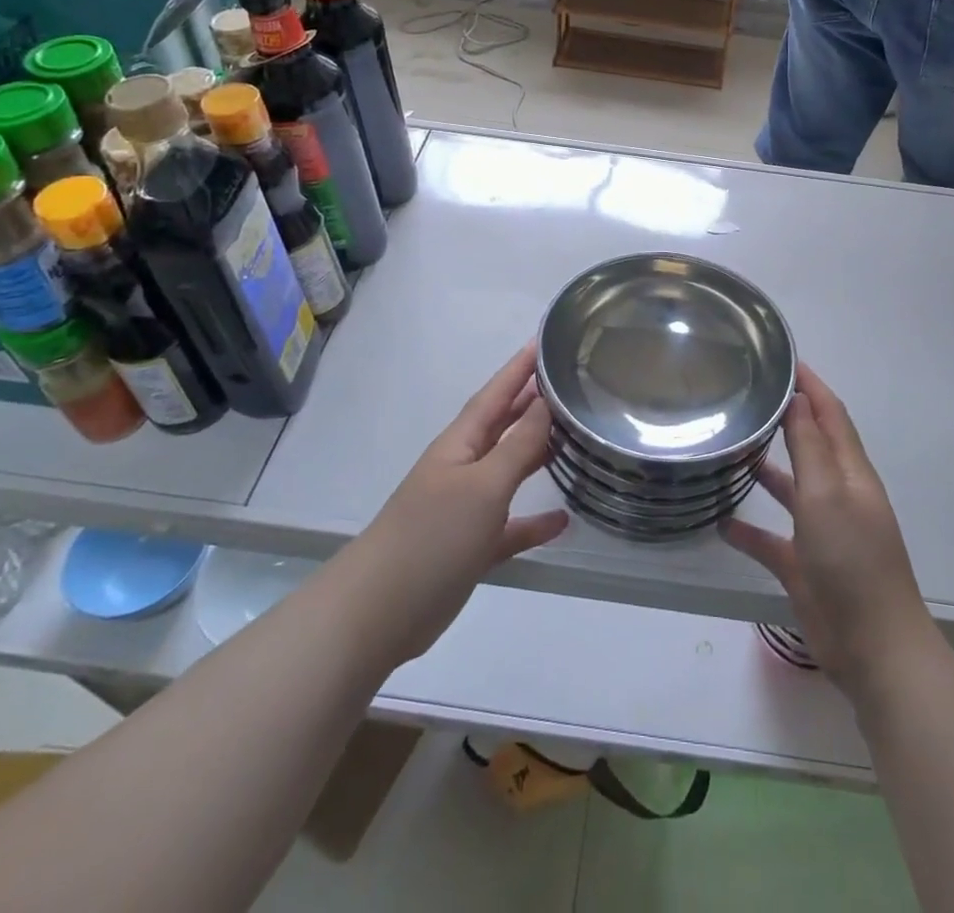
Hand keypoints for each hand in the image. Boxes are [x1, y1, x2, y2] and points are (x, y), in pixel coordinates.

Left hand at [343, 343, 567, 669]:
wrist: (379, 612)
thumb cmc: (432, 535)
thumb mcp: (483, 486)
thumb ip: (518, 446)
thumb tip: (546, 403)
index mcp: (460, 444)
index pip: (495, 394)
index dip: (518, 368)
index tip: (544, 341)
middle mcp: (463, 468)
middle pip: (503, 426)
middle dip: (531, 403)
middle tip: (569, 383)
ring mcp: (465, 508)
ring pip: (509, 471)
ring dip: (537, 454)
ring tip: (573, 437)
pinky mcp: (470, 547)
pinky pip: (510, 526)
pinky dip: (534, 520)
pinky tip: (563, 519)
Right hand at [722, 363, 940, 698]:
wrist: (873, 647)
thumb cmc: (852, 560)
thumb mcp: (828, 494)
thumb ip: (810, 446)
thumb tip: (798, 397)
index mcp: (851, 472)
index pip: (830, 414)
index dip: (810, 385)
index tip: (782, 358)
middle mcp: (838, 494)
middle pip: (811, 444)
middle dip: (786, 417)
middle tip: (747, 395)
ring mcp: (822, 531)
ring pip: (791, 488)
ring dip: (766, 468)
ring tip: (730, 447)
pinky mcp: (804, 566)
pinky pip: (772, 538)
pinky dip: (749, 529)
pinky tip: (720, 522)